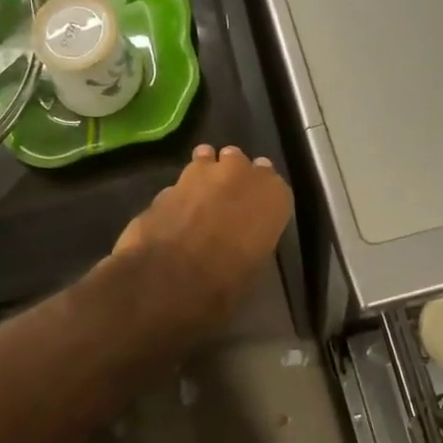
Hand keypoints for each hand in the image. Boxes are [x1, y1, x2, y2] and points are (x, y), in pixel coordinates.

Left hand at [111, 145, 293, 338]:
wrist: (168, 279)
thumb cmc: (224, 283)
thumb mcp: (253, 268)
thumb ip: (251, 240)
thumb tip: (240, 239)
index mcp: (272, 198)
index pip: (274, 186)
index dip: (260, 196)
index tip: (253, 208)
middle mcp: (240, 175)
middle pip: (239, 163)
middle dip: (233, 176)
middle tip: (226, 198)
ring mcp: (201, 173)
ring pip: (206, 159)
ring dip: (204, 173)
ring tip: (198, 196)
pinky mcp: (167, 183)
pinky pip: (179, 183)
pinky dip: (178, 194)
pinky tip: (173, 213)